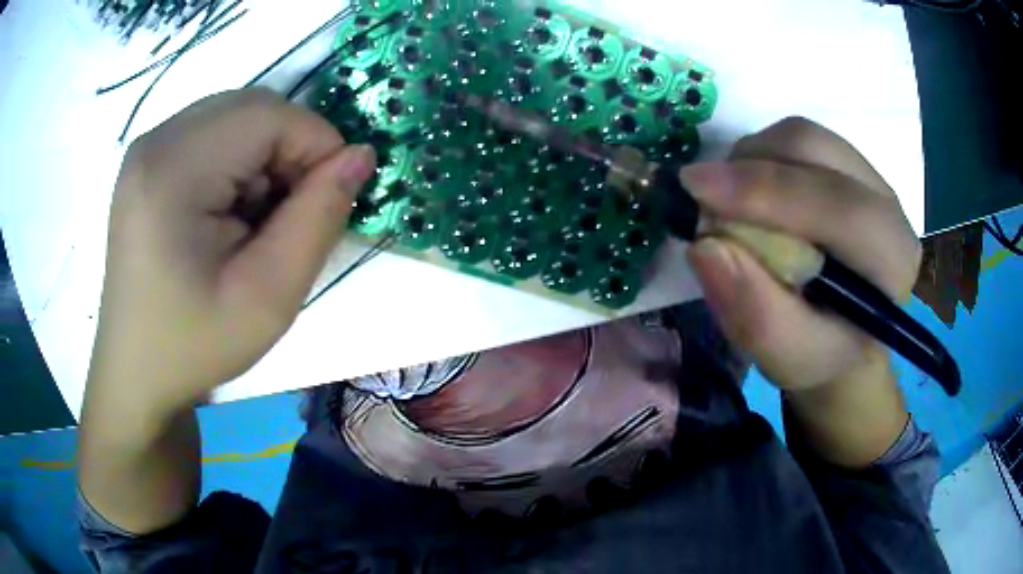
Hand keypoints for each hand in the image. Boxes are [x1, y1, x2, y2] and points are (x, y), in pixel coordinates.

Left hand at [87, 89, 375, 418]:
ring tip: (254, 221)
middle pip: (252, 108)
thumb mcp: (268, 297)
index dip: (316, 146)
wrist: (137, 371)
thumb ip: (319, 218)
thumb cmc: (195, 345)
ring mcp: (147, 148)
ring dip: (264, 157)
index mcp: (173, 171)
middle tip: (290, 214)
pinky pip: (213, 133)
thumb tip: (359, 156)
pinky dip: (238, 162)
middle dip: (290, 149)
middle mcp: (156, 142)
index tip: (328, 200)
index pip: (269, 116)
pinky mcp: (148, 161)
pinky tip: (228, 213)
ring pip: (236, 116)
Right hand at [680, 117, 920, 391]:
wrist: (842, 334)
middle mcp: (886, 203)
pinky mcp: (842, 162)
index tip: (696, 191)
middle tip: (701, 201)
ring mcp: (865, 174)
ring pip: (799, 136)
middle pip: (814, 150)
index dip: (769, 192)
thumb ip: (758, 317)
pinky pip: (792, 139)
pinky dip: (757, 159)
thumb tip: (705, 246)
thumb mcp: (790, 360)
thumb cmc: (822, 353)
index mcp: (891, 260)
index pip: (841, 207)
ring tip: (729, 207)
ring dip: (750, 162)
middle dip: (750, 169)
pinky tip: (750, 197)